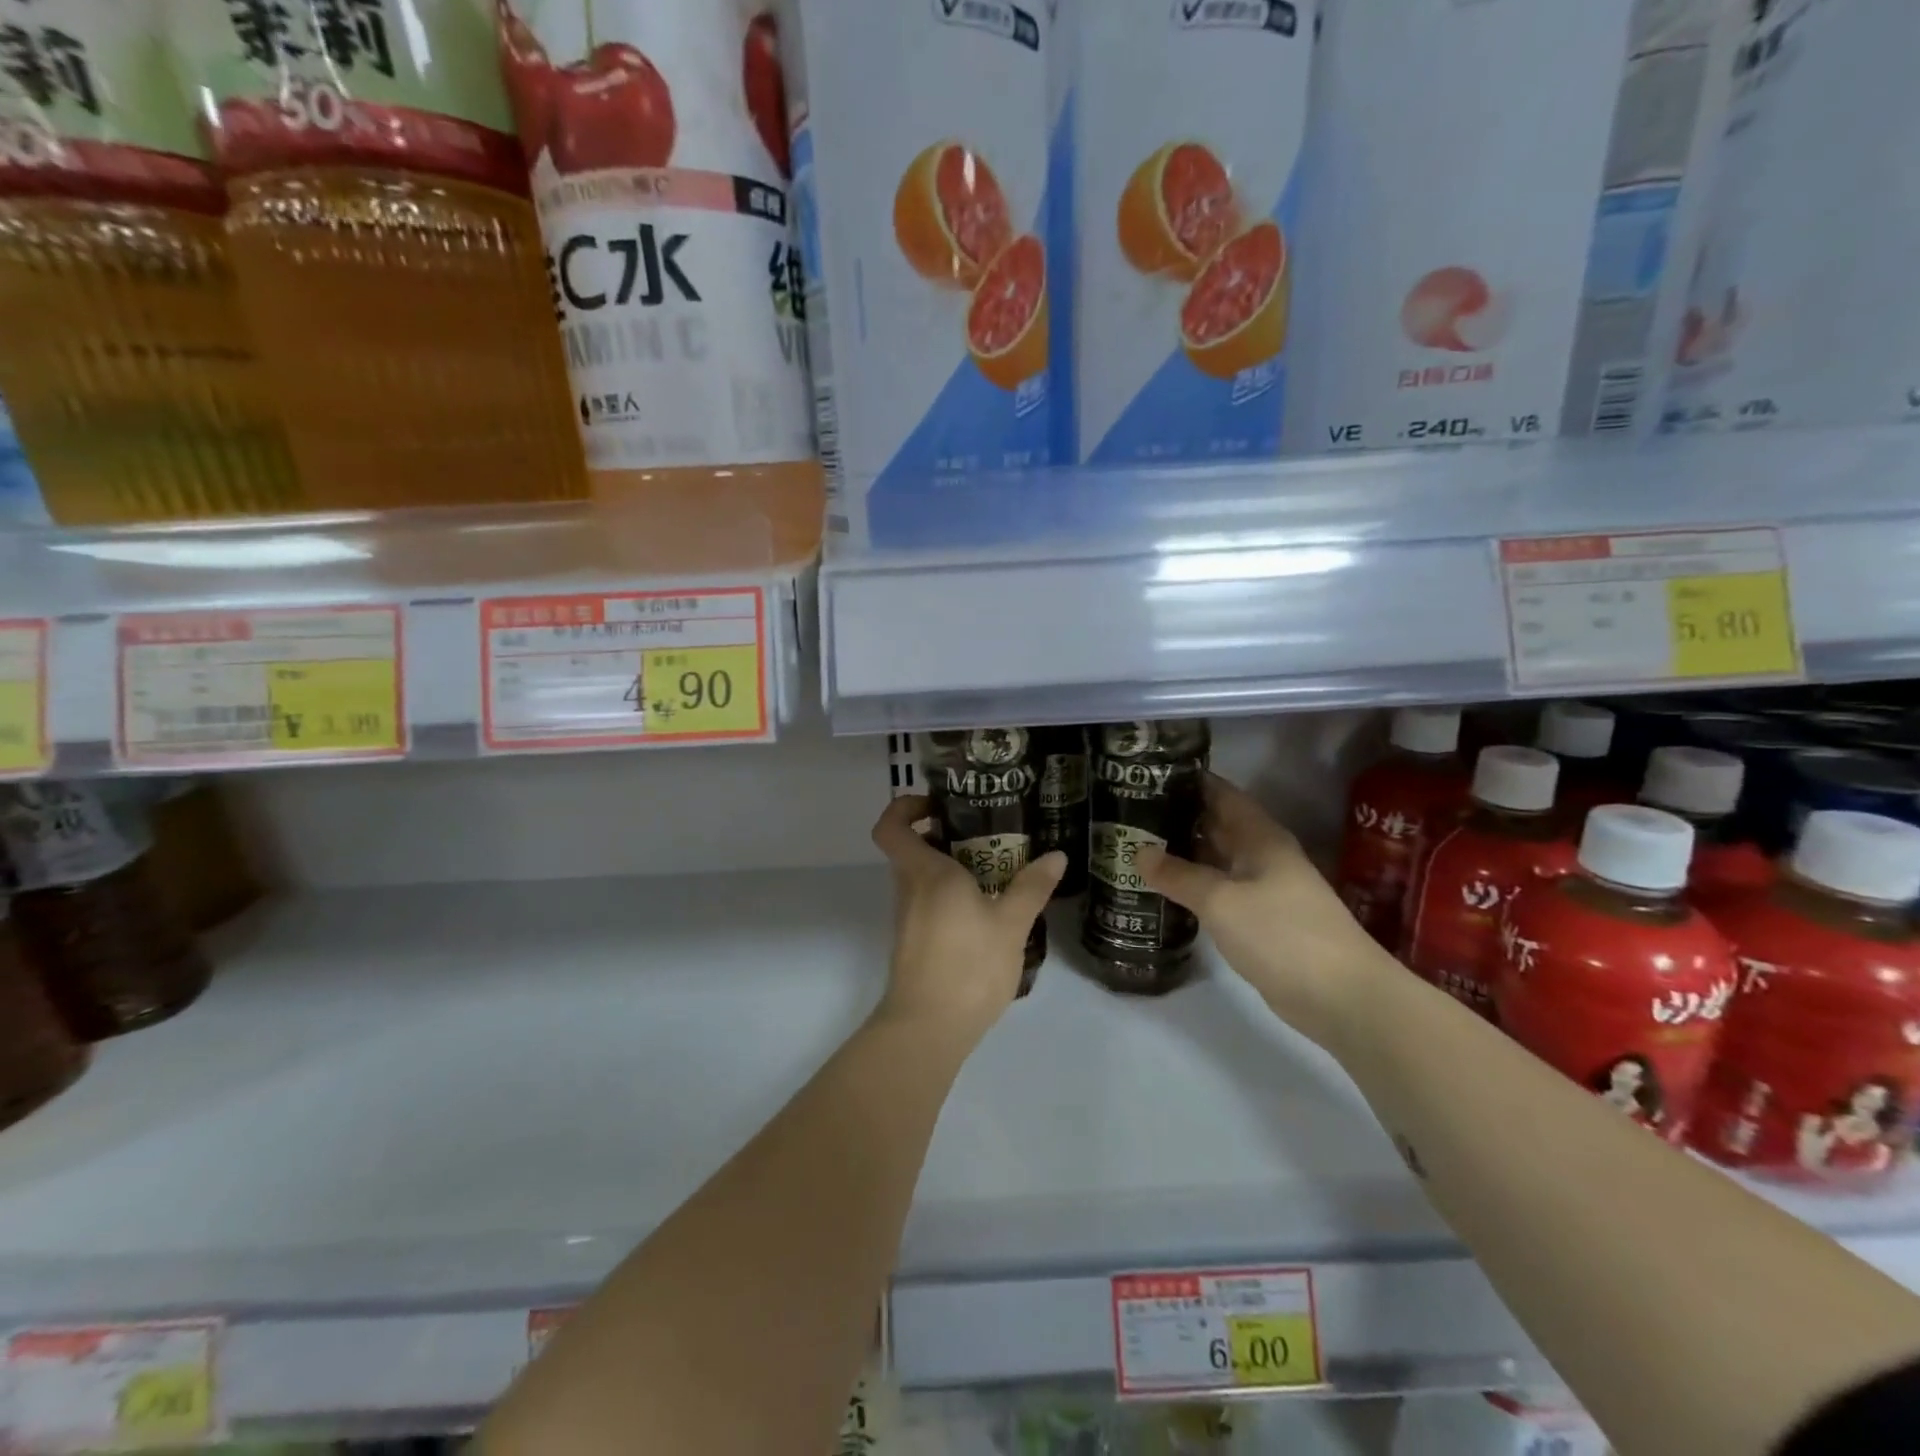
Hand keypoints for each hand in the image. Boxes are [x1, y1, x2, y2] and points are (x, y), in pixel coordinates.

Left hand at [870, 795, 1066, 1041]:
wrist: (928, 1029)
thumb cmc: (968, 965)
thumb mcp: (1011, 924)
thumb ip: (1032, 887)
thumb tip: (1056, 856)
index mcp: (926, 873)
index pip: (891, 826)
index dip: (906, 807)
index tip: (938, 805)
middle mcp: (910, 889)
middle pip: (912, 849)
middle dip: (944, 835)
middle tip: (987, 833)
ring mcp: (909, 919)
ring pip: (923, 878)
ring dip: (952, 868)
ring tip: (998, 870)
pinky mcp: (915, 943)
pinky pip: (930, 903)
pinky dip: (953, 897)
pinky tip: (989, 910)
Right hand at [1137, 773, 1386, 1053]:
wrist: (1342, 997)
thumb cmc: (1281, 934)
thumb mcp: (1220, 900)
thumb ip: (1178, 875)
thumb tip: (1137, 852)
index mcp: (1260, 837)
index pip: (1221, 793)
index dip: (1188, 780)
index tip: (1147, 774)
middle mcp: (1263, 855)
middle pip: (1217, 824)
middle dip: (1177, 815)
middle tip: (1129, 811)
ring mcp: (1264, 889)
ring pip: (1217, 859)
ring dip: (1182, 851)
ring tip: (1135, 844)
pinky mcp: (1261, 920)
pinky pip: (1220, 890)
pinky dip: (1193, 884)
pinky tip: (1164, 888)